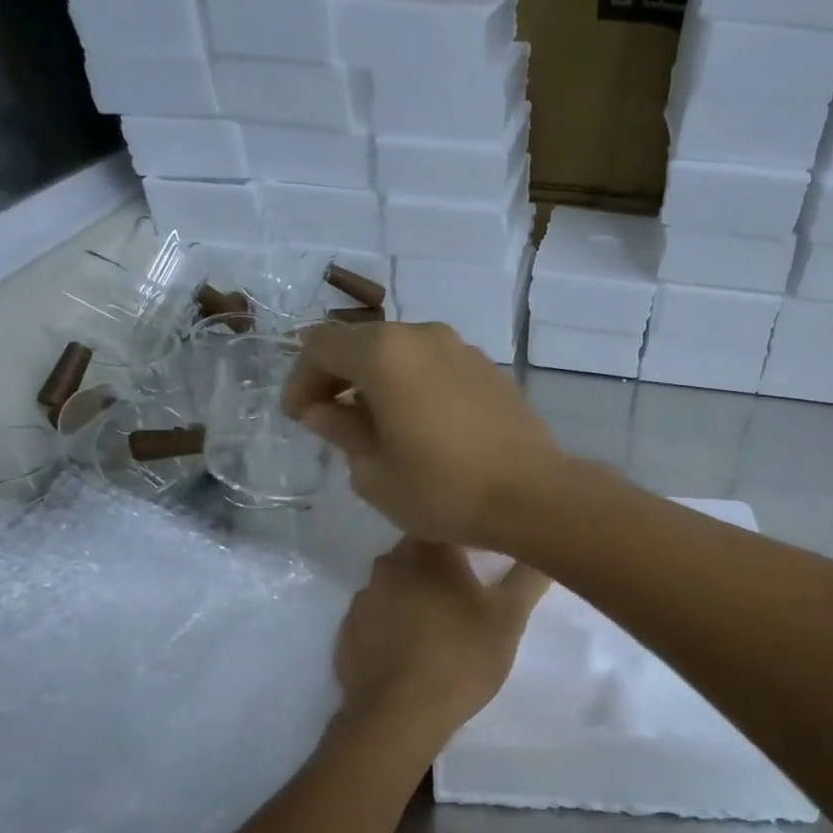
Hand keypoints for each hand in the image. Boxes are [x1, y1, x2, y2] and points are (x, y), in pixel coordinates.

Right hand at [282, 322, 569, 549]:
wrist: (533, 496)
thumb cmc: (443, 490)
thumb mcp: (375, 473)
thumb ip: (341, 432)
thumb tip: (323, 411)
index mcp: (385, 353)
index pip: (321, 346)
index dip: (301, 380)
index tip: (299, 418)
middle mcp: (424, 336)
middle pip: (364, 344)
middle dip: (338, 379)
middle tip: (330, 422)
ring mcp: (463, 350)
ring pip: (403, 355)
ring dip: (379, 384)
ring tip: (377, 429)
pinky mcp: (490, 371)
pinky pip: (436, 369)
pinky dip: (415, 388)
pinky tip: (421, 428)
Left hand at [334, 538, 550, 743]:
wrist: (399, 716)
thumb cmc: (461, 658)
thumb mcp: (509, 619)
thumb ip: (527, 578)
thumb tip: (544, 552)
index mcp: (427, 553)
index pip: (448, 525)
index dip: (469, 536)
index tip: (487, 555)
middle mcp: (389, 566)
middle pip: (419, 553)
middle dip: (442, 566)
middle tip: (469, 590)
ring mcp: (363, 600)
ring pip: (396, 584)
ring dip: (416, 594)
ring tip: (440, 623)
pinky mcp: (347, 632)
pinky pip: (377, 616)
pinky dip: (393, 623)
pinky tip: (410, 648)